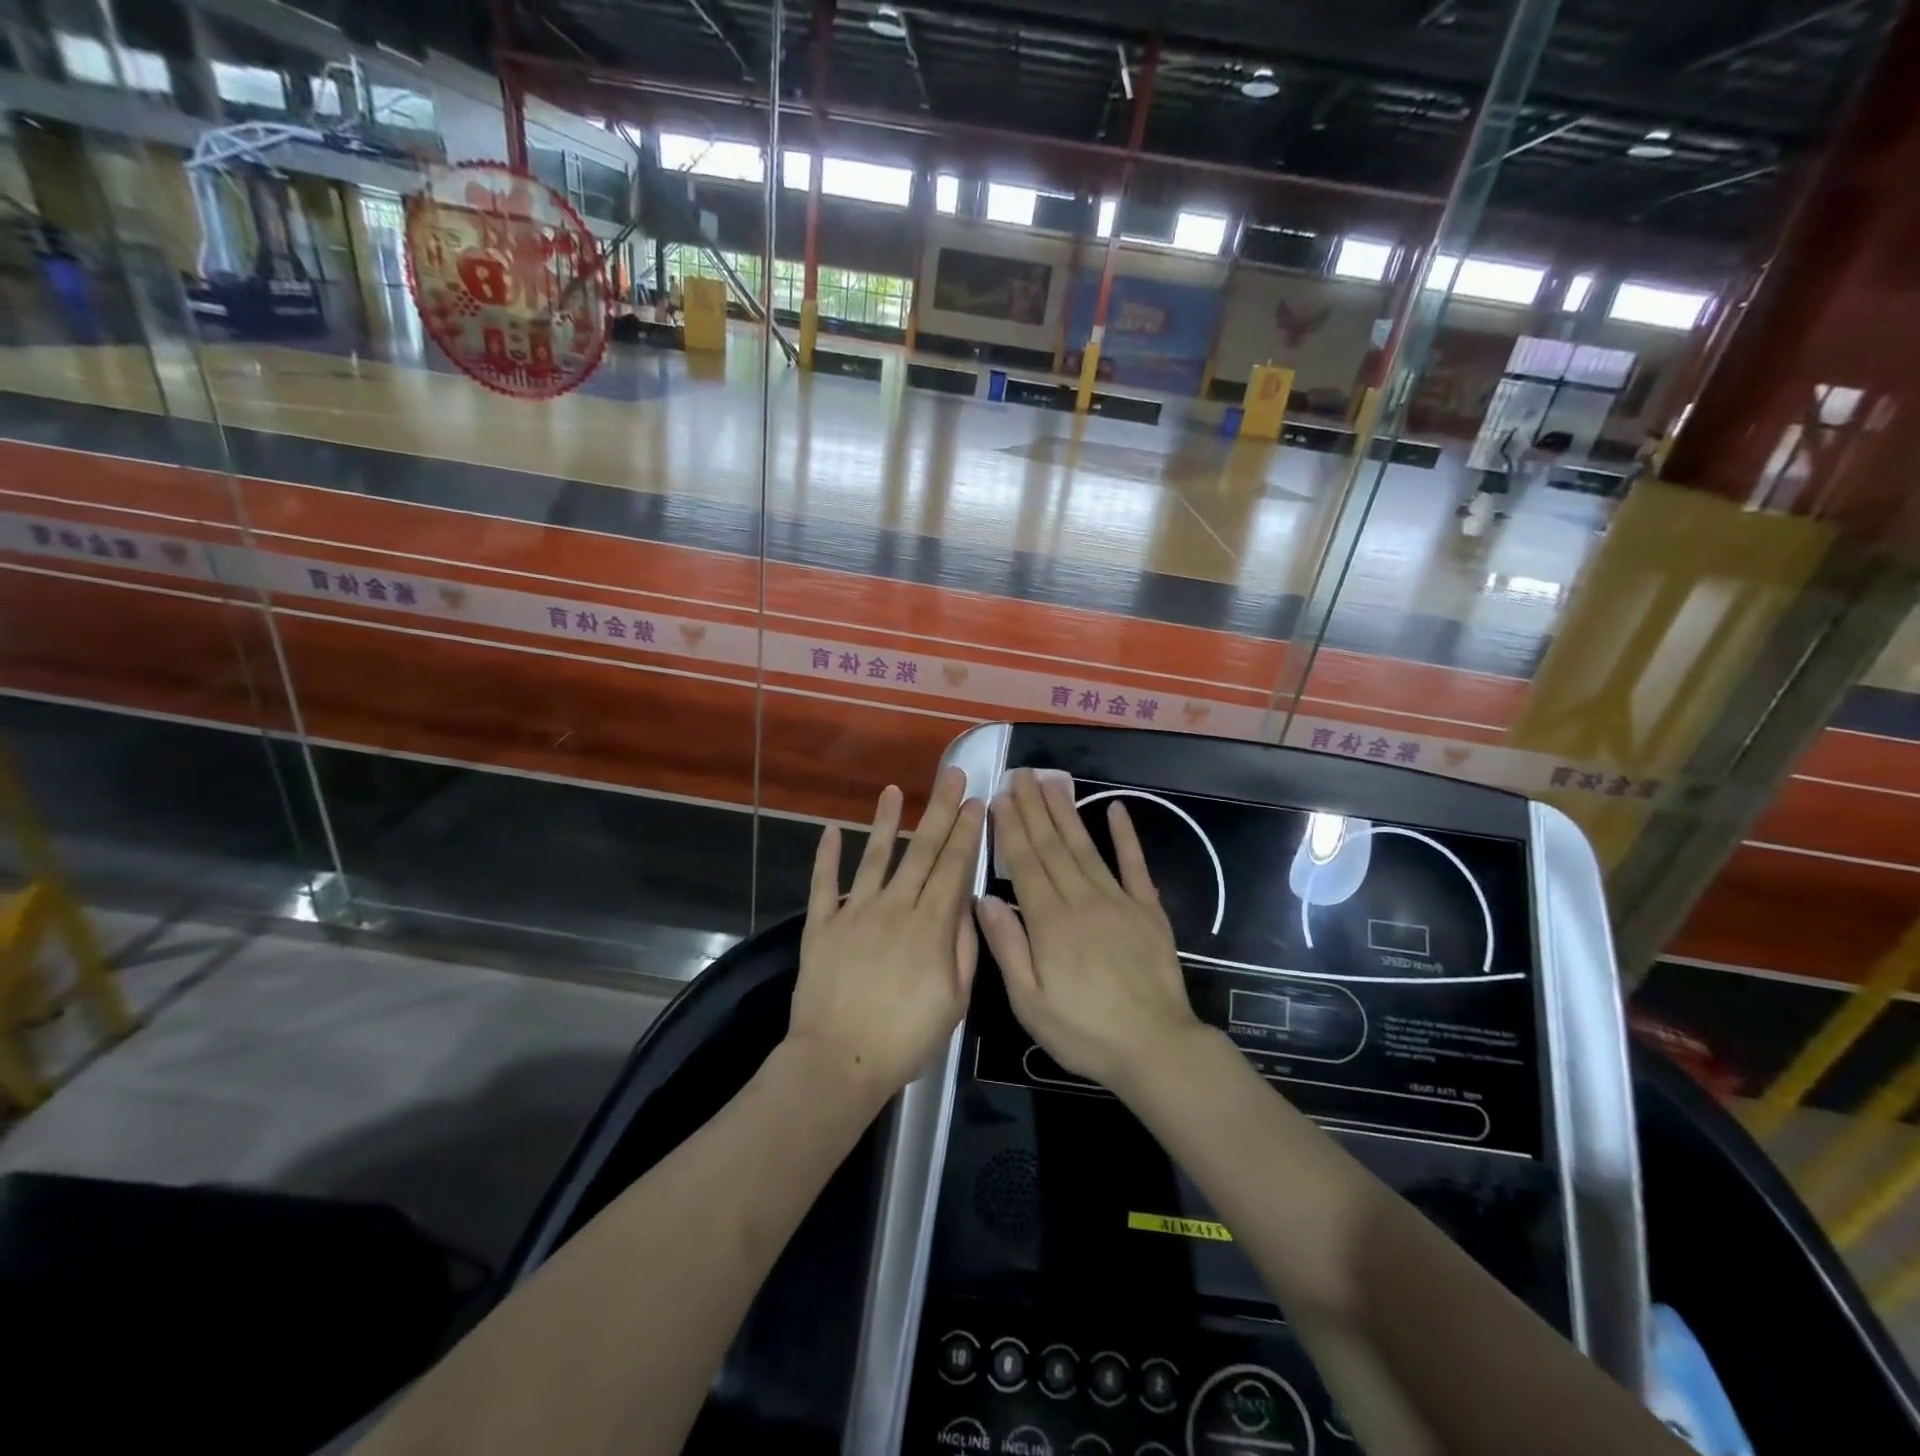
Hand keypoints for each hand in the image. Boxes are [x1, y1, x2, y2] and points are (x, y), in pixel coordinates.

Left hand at [788, 768, 984, 1101]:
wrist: (839, 1061)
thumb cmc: (905, 1038)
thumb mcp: (954, 1001)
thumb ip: (963, 948)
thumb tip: (967, 902)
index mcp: (930, 925)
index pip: (953, 867)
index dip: (966, 832)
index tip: (976, 802)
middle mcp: (894, 907)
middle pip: (922, 851)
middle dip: (940, 810)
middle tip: (952, 775)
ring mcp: (854, 912)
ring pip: (875, 857)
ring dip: (887, 821)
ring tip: (895, 789)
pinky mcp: (821, 925)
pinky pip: (823, 884)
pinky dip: (827, 856)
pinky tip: (832, 829)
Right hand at [976, 769, 1202, 1092]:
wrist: (1155, 1047)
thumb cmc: (1083, 1031)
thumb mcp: (1029, 1002)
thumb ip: (1007, 946)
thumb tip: (984, 898)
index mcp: (1049, 921)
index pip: (1024, 863)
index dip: (1010, 828)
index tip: (1000, 797)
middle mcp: (1081, 899)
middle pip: (1052, 846)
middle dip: (1034, 808)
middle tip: (1021, 774)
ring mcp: (1118, 900)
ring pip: (1086, 846)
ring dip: (1067, 812)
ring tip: (1052, 782)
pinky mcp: (1148, 909)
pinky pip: (1134, 865)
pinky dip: (1125, 835)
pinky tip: (1116, 809)